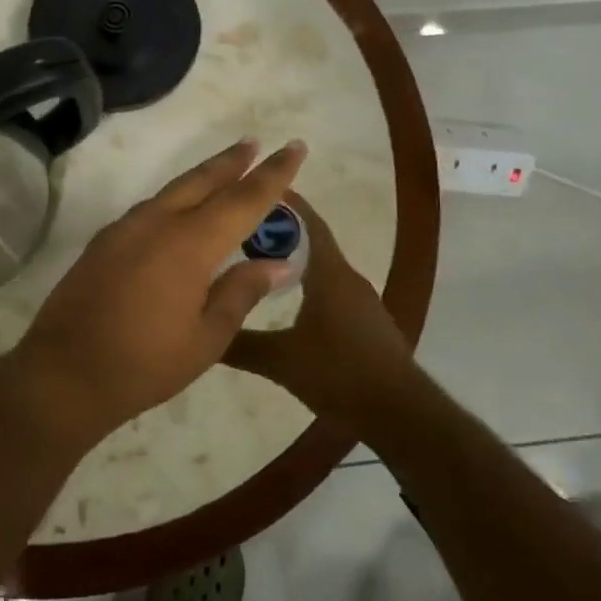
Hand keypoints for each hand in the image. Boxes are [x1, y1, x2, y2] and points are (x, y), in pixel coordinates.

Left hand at [9, 138, 308, 440]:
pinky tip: (178, 211)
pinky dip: (173, 200)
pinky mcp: (103, 242)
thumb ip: (241, 293)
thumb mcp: (206, 338)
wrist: (63, 374)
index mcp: (189, 244)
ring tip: (224, 171)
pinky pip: (148, 209)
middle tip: (254, 144)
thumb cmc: (144, 364)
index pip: (243, 199)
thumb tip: (276, 263)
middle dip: (232, 161)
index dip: (273, 174)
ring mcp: (124, 229)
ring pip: (172, 191)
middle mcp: (157, 223)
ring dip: (201, 178)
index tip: (294, 147)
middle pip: (202, 180)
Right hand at [229, 195, 416, 423]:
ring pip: (322, 268)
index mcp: (329, 274)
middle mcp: (347, 279)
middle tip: (241, 229)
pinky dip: (307, 285)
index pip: (307, 223)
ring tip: (256, 262)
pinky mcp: (365, 323)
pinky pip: (331, 291)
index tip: (258, 188)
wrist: (398, 412)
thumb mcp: (280, 361)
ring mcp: (361, 302)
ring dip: (293, 260)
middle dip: (280, 232)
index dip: (286, 204)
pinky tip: (287, 303)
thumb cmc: (339, 373)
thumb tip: (202, 331)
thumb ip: (240, 344)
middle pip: (312, 242)